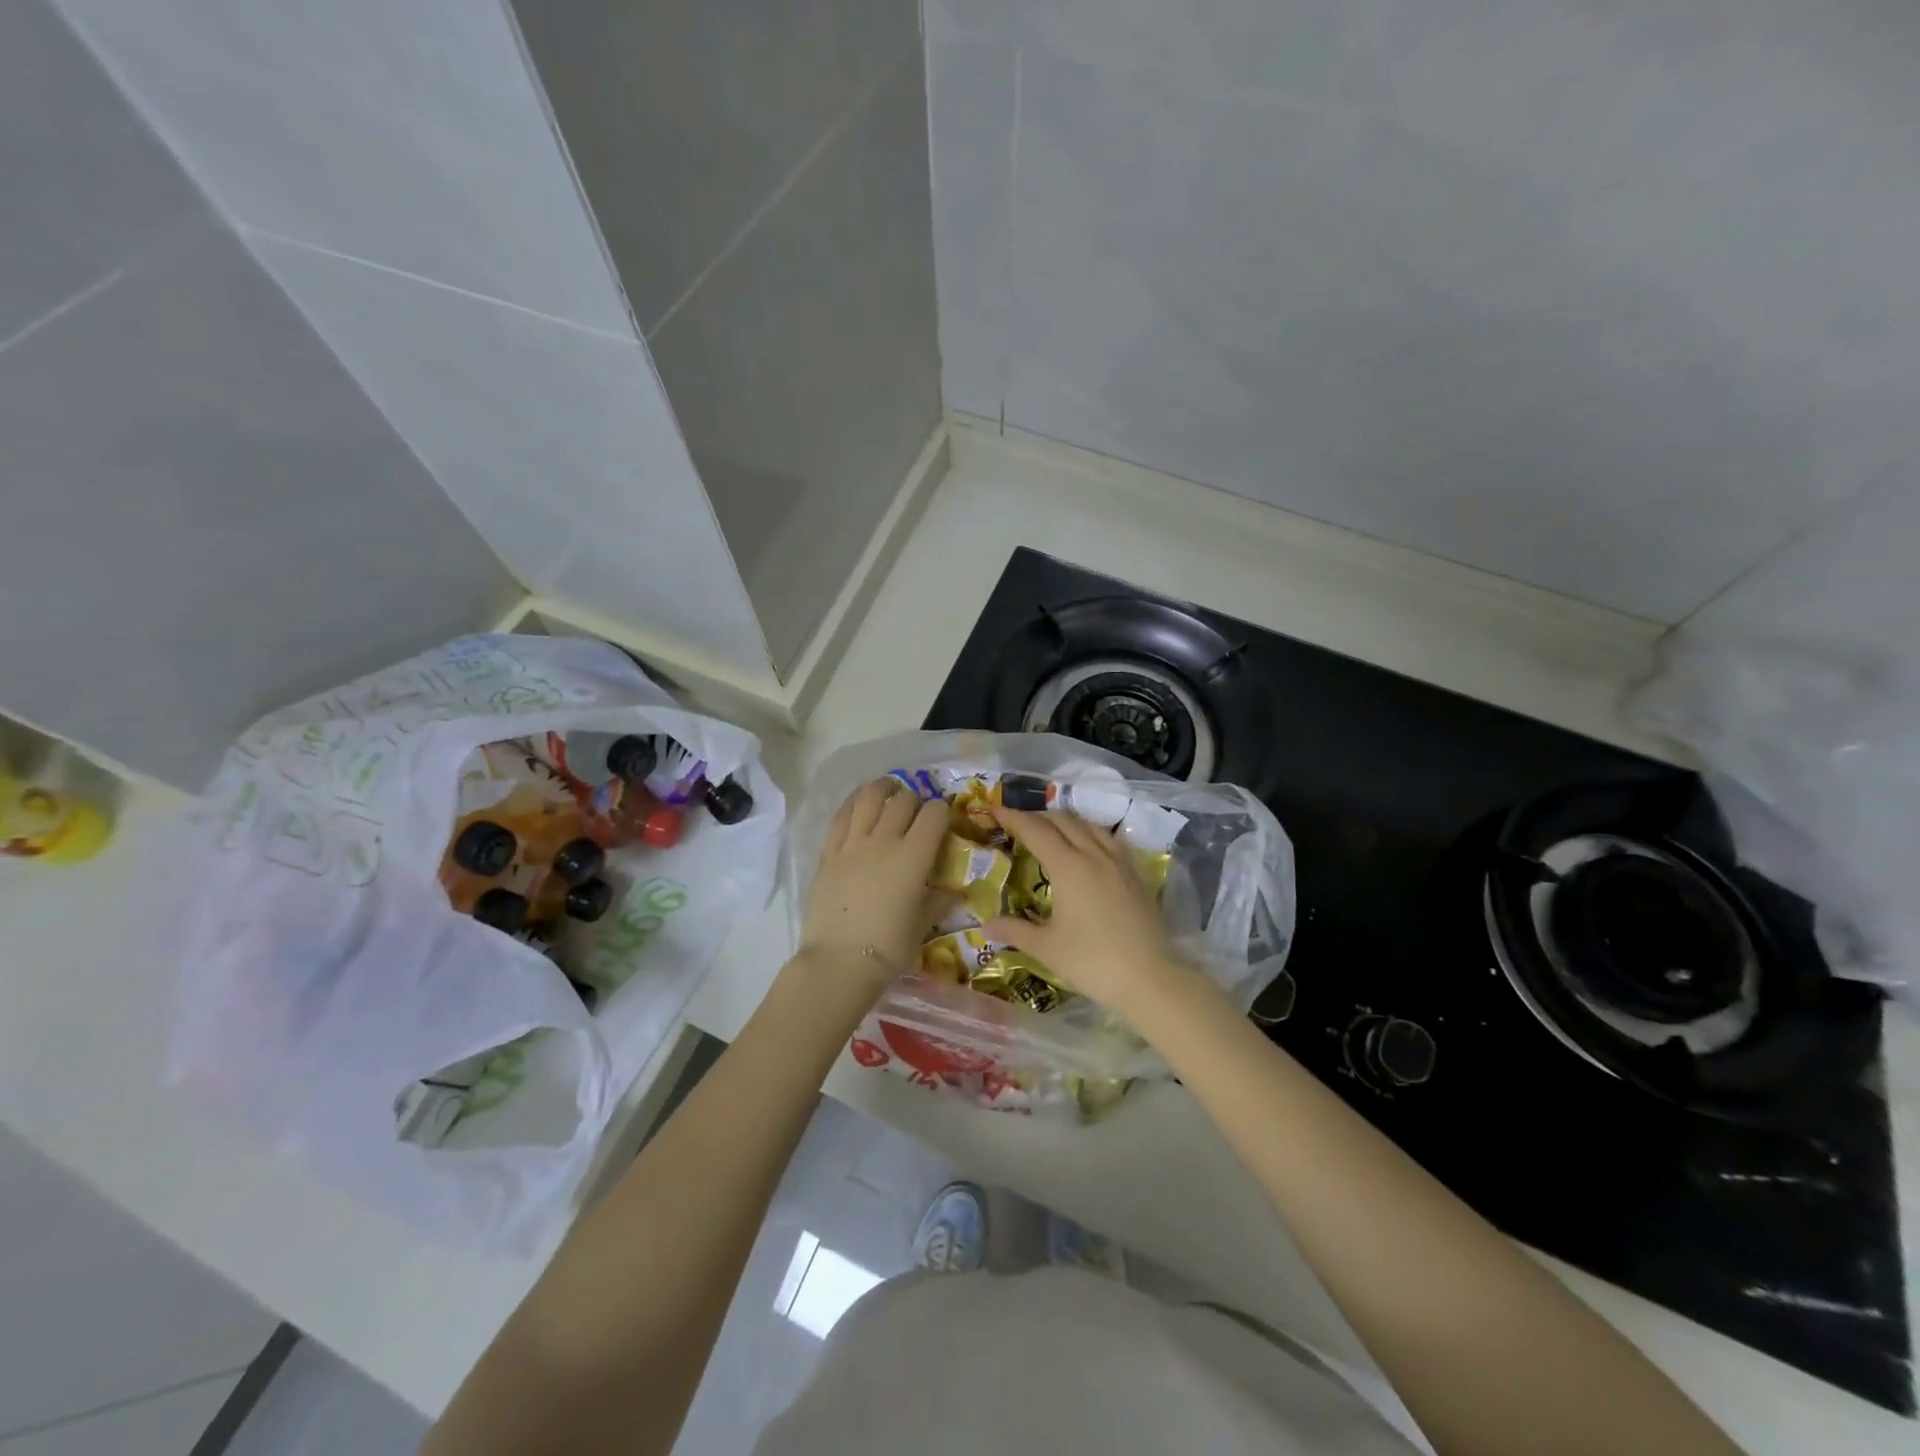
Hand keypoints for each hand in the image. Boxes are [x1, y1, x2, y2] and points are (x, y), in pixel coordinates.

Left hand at [800, 778, 946, 996]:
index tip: (943, 818)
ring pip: (868, 798)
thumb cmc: (889, 947)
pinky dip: (853, 804)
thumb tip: (953, 891)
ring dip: (882, 788)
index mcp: (914, 856)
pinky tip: (858, 803)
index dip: (942, 811)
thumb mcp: (922, 924)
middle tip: (916, 811)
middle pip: (902, 801)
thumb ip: (938, 901)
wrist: (839, 962)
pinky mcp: (828, 853)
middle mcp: (884, 840)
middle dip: (914, 800)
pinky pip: (841, 817)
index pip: (933, 815)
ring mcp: (852, 844)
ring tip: (888, 789)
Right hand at [986, 806, 1199, 1019]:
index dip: (1013, 817)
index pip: (1035, 830)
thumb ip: (1015, 930)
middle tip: (1018, 823)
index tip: (996, 810)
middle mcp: (1094, 854)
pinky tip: (1089, 847)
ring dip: (1066, 821)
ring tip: (1051, 830)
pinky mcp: (1136, 874)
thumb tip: (985, 926)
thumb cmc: (1092, 962)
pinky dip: (1091, 833)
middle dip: (1038, 816)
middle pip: (1063, 821)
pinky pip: (1110, 839)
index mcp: (1068, 867)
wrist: (1150, 978)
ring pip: (1089, 825)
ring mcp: (1119, 862)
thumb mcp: (1046, 948)